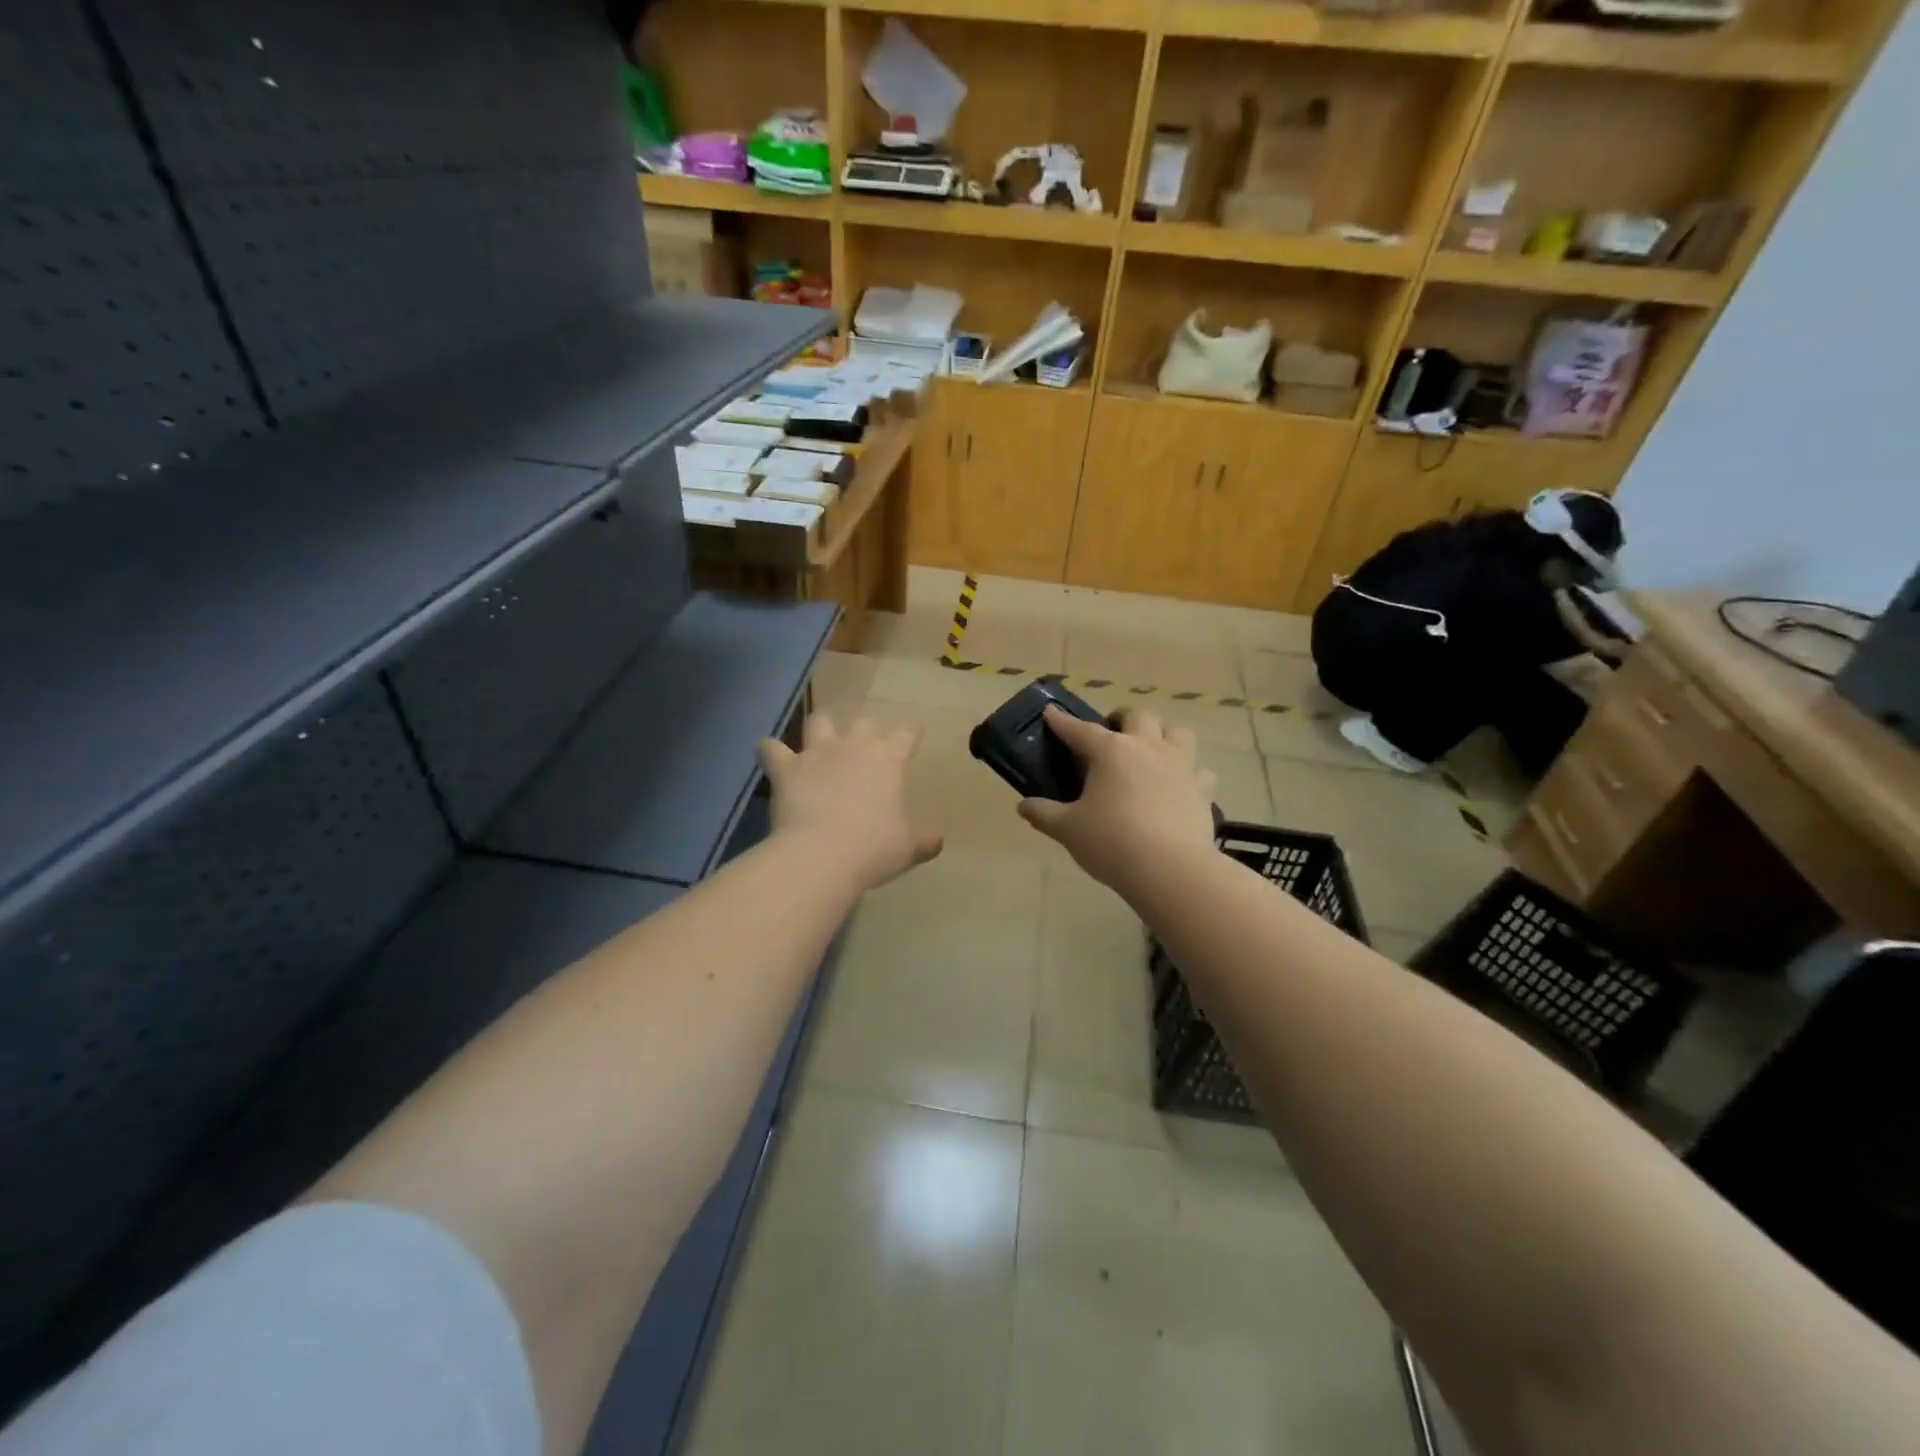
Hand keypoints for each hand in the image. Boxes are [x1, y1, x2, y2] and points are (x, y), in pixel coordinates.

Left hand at [759, 713, 942, 891]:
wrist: (822, 854)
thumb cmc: (873, 848)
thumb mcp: (907, 849)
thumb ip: (923, 841)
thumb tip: (937, 842)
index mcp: (888, 760)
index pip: (906, 734)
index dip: (910, 734)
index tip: (912, 736)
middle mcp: (853, 747)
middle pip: (864, 722)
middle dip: (867, 730)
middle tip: (866, 747)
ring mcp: (817, 754)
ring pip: (819, 721)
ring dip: (821, 728)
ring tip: (821, 740)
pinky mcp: (785, 769)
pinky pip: (770, 748)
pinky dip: (771, 750)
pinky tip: (772, 756)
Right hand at [1017, 707, 1216, 891]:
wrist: (1170, 869)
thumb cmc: (1111, 842)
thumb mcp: (1067, 829)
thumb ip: (1043, 814)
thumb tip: (1024, 806)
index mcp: (1111, 751)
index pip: (1080, 729)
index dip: (1063, 722)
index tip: (1051, 714)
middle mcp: (1148, 748)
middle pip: (1138, 716)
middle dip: (1122, 718)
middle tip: (1111, 732)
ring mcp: (1181, 766)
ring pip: (1178, 732)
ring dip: (1163, 735)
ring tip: (1151, 751)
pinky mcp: (1203, 790)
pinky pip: (1200, 771)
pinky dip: (1189, 773)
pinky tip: (1179, 786)